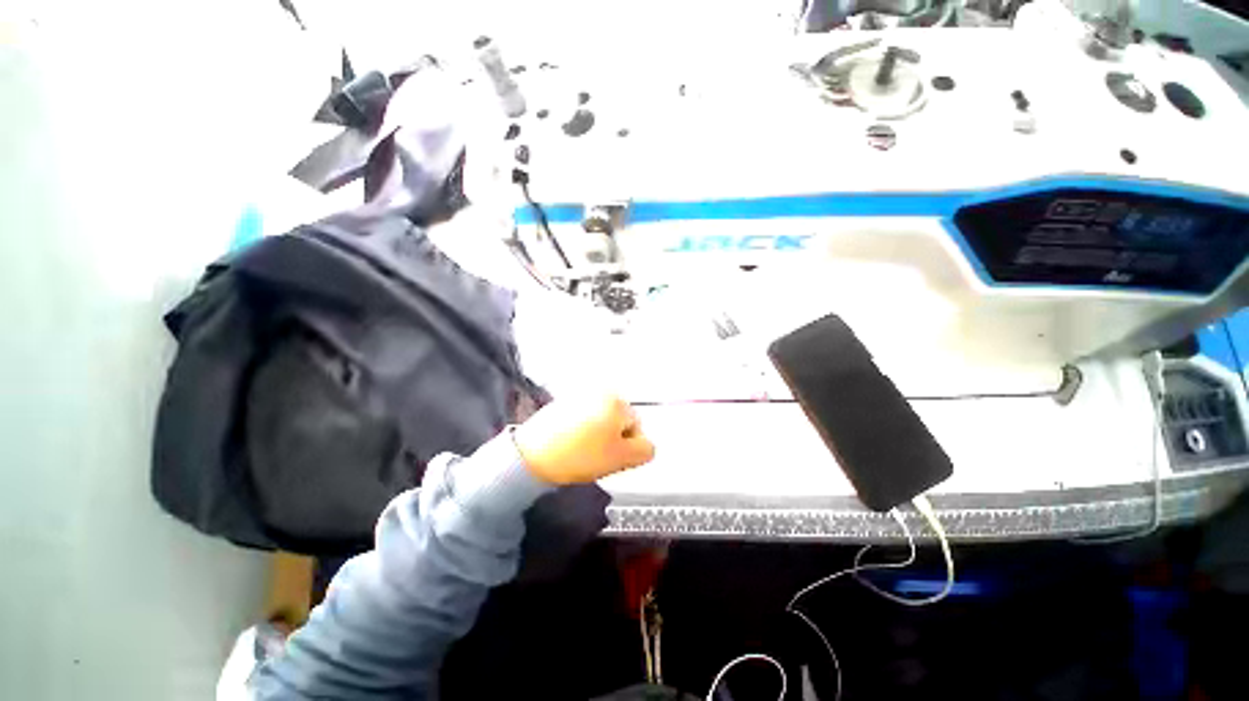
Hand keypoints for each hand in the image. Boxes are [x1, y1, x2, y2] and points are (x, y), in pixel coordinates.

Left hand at [513, 394, 655, 484]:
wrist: (533, 456)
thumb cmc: (579, 455)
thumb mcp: (622, 459)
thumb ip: (645, 451)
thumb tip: (647, 445)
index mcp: (616, 401)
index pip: (636, 426)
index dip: (627, 446)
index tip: (611, 457)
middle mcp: (599, 392)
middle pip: (618, 421)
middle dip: (612, 438)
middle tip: (597, 455)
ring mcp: (579, 395)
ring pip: (600, 421)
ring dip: (597, 436)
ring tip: (582, 451)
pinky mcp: (562, 403)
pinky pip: (582, 419)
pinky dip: (581, 431)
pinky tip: (571, 444)